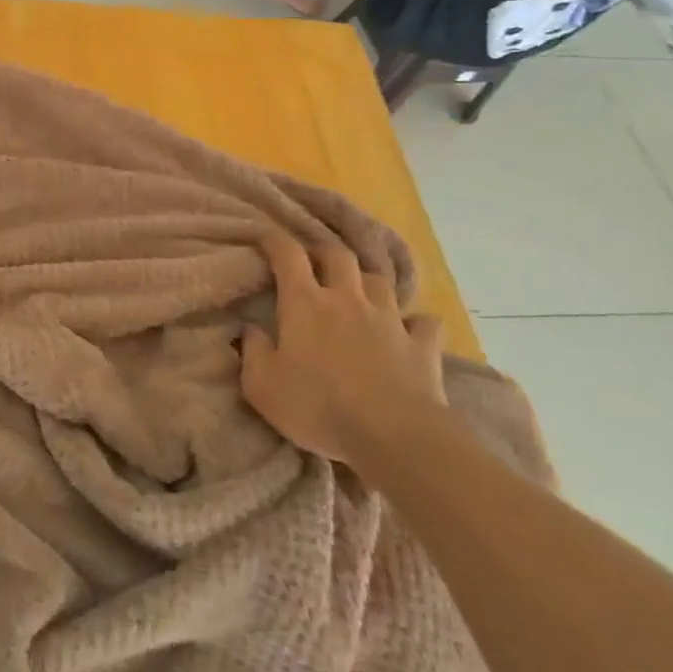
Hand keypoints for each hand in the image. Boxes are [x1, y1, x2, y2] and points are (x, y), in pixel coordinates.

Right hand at [239, 232, 446, 464]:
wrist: (393, 436)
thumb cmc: (318, 406)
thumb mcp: (262, 385)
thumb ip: (252, 351)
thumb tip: (249, 328)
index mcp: (304, 304)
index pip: (287, 255)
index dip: (274, 240)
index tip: (263, 236)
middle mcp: (347, 300)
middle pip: (338, 256)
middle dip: (323, 253)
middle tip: (312, 263)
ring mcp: (388, 320)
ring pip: (379, 282)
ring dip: (365, 282)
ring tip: (357, 293)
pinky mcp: (422, 346)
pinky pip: (424, 323)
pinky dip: (415, 322)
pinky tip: (410, 329)